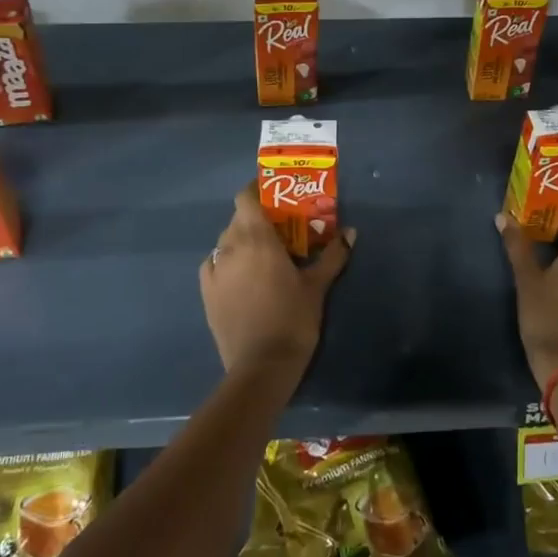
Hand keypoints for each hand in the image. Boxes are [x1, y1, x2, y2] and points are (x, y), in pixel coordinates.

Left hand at [200, 187, 353, 392]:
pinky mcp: (206, 292)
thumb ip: (333, 255)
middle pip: (238, 218)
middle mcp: (230, 246)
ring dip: (241, 240)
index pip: (245, 197)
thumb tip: (351, 232)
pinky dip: (227, 262)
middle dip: (256, 218)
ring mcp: (214, 270)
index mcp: (256, 238)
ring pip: (225, 241)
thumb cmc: (293, 319)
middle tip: (279, 229)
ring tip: (262, 255)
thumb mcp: (317, 286)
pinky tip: (241, 276)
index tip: (275, 196)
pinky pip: (215, 264)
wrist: (261, 365)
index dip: (257, 191)